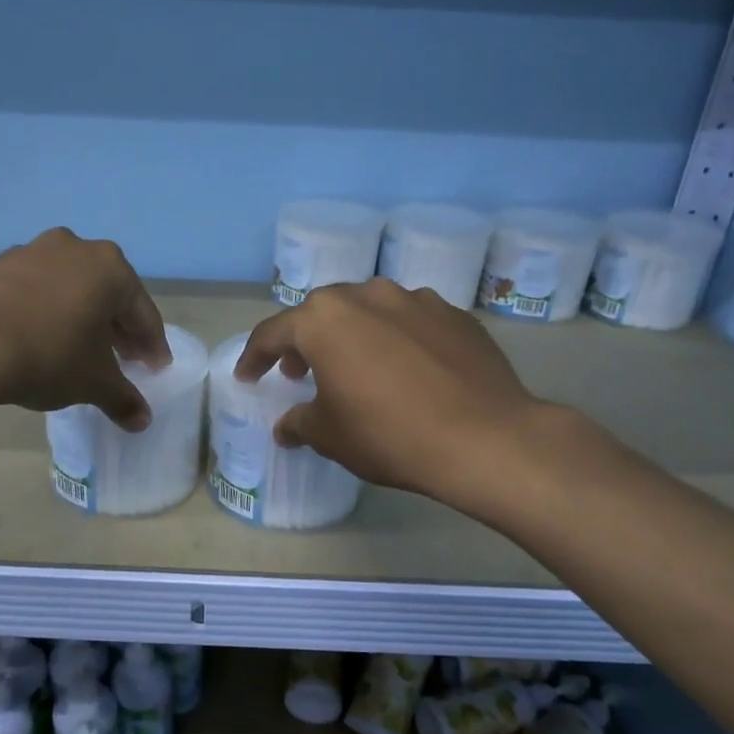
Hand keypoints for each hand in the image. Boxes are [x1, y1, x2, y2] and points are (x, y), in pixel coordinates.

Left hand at [0, 228, 170, 429]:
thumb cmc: (48, 355)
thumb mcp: (93, 383)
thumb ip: (122, 398)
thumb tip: (141, 421)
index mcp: (110, 268)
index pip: (142, 313)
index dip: (152, 346)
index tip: (155, 369)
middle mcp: (74, 248)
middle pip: (107, 294)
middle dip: (117, 330)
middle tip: (124, 360)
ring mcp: (30, 252)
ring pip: (69, 289)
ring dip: (80, 318)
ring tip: (79, 351)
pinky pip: (34, 291)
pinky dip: (45, 313)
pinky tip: (38, 340)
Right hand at [235, 279, 545, 501]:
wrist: (484, 438)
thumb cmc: (389, 434)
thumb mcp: (330, 436)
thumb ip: (299, 423)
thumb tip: (287, 426)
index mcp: (324, 319)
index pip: (273, 333)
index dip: (255, 357)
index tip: (248, 376)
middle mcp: (366, 295)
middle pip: (321, 314)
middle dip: (304, 342)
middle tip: (300, 372)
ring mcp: (415, 299)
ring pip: (368, 311)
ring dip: (352, 335)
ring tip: (355, 367)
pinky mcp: (454, 314)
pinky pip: (409, 321)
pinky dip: (395, 339)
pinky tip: (406, 369)